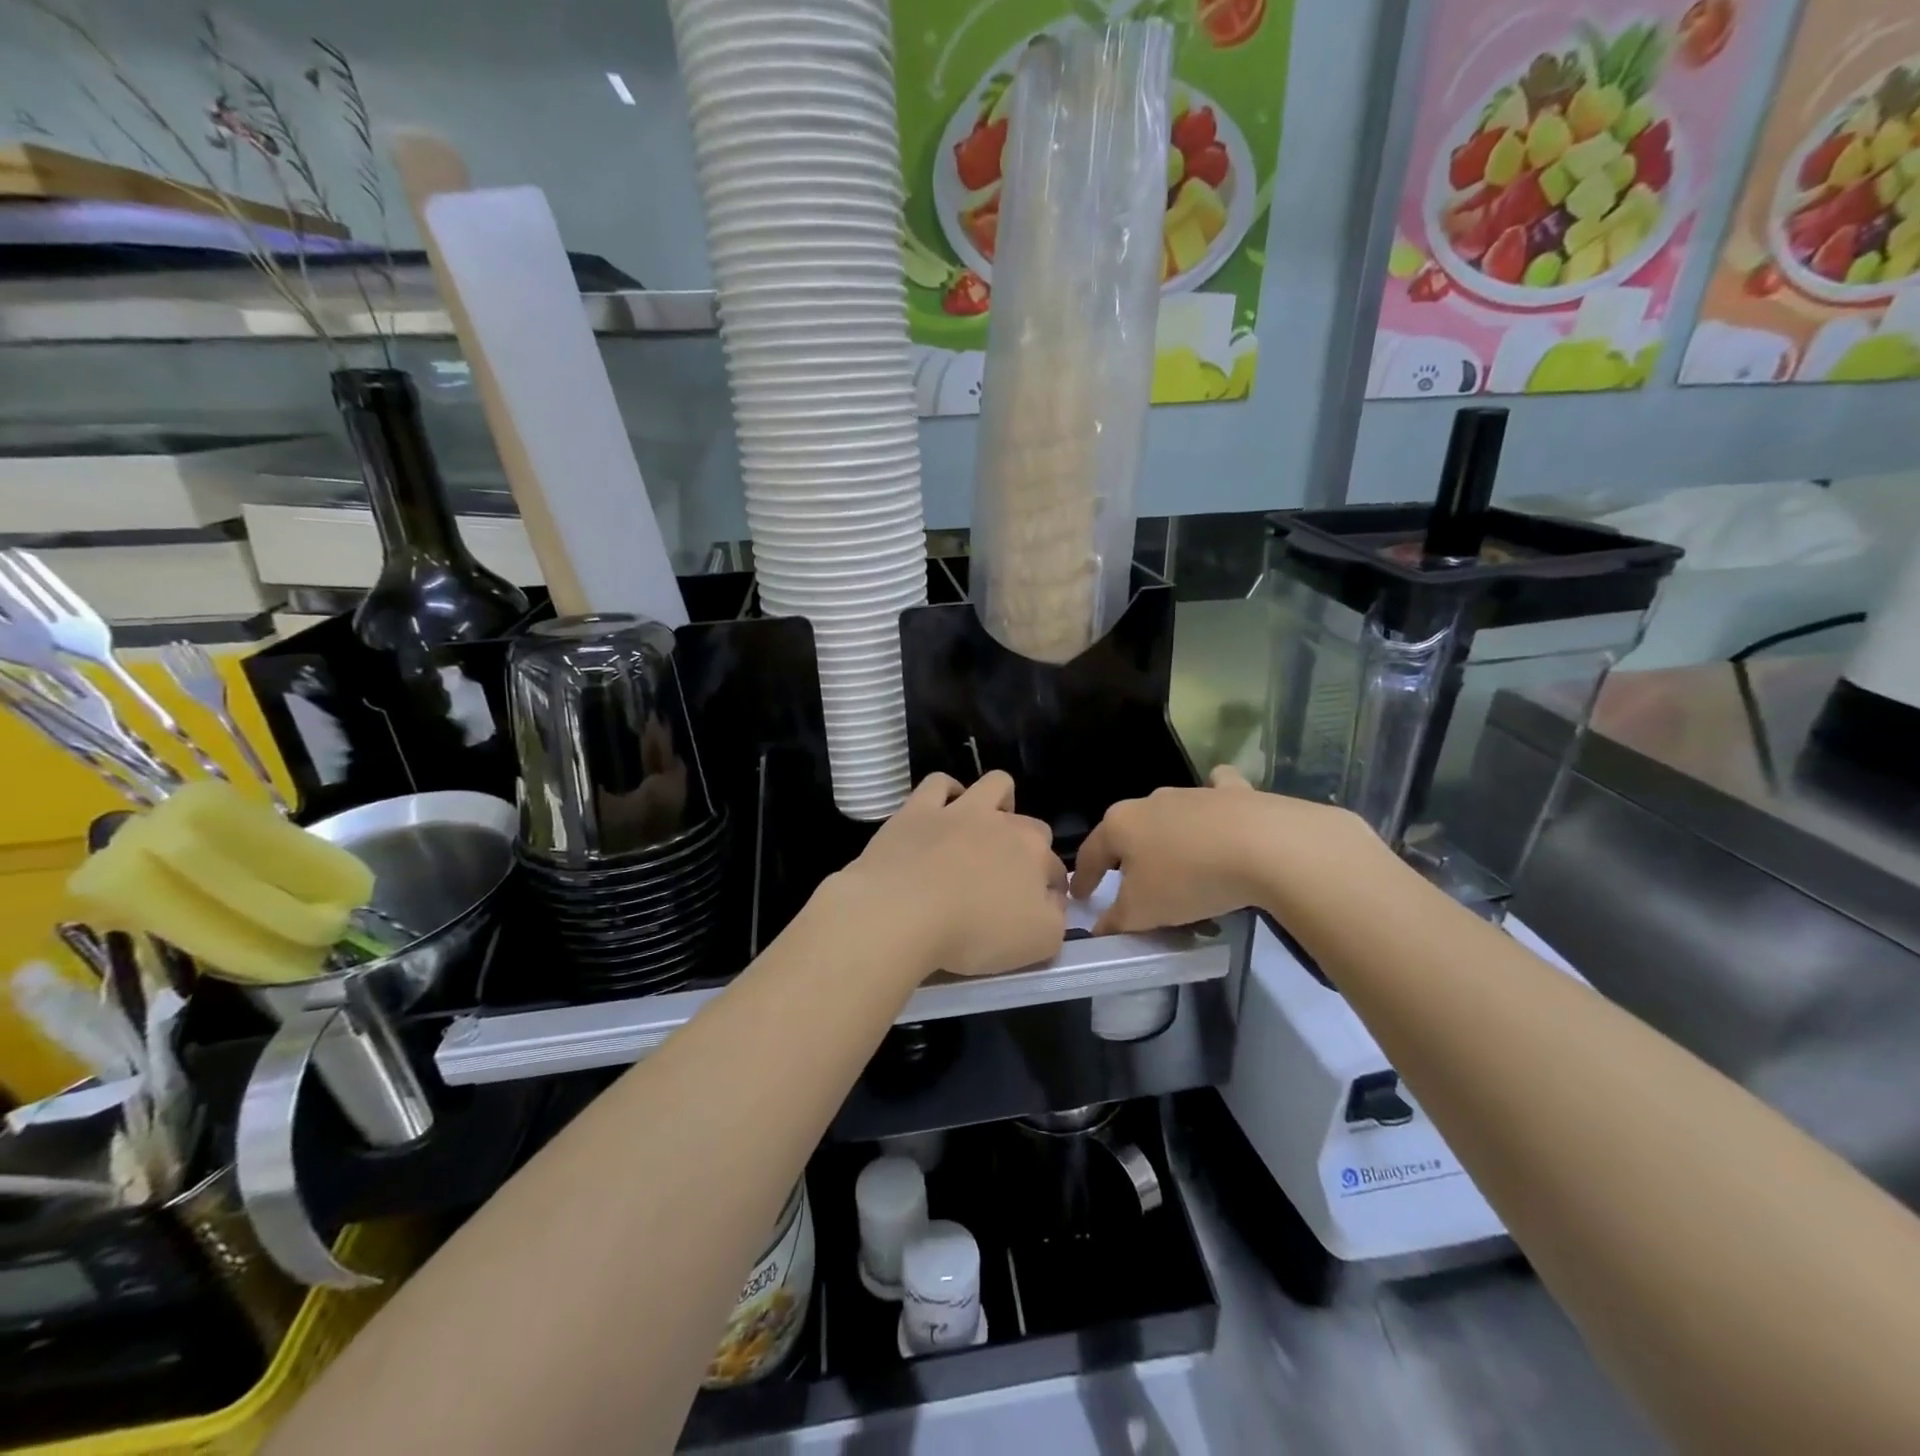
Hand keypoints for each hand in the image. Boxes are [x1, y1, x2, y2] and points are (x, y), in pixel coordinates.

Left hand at [835, 771, 1067, 977]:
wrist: (902, 912)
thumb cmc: (974, 933)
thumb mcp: (1037, 944)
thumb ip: (1056, 921)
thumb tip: (1053, 902)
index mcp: (1035, 855)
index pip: (1056, 870)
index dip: (1050, 892)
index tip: (1034, 914)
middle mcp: (1004, 824)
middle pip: (1031, 827)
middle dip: (1028, 849)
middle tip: (1005, 882)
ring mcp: (960, 811)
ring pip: (995, 785)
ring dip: (999, 802)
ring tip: (985, 830)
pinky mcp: (919, 810)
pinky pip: (939, 784)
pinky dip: (946, 793)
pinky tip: (942, 812)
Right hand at [1070, 767, 1378, 934]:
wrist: (1264, 846)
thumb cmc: (1188, 879)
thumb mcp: (1143, 912)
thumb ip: (1116, 921)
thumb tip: (1100, 928)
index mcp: (1120, 825)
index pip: (1091, 853)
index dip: (1084, 879)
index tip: (1081, 897)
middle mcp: (1150, 801)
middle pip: (1129, 831)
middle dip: (1125, 855)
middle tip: (1129, 882)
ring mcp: (1192, 792)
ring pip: (1168, 815)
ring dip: (1166, 837)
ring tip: (1177, 865)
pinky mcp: (1233, 793)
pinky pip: (1215, 794)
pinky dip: (1213, 805)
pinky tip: (1219, 817)